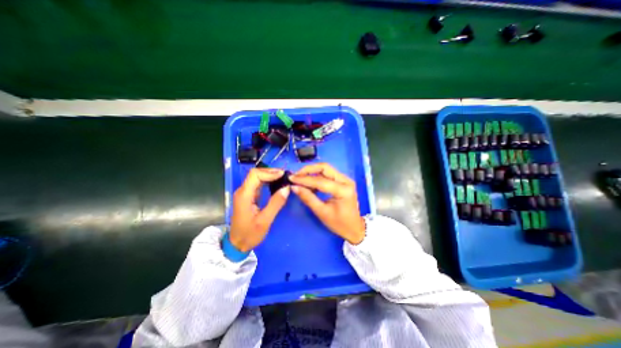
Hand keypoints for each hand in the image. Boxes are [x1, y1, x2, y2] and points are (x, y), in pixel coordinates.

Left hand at [230, 167, 290, 251]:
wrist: (237, 244)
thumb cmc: (250, 234)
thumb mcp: (265, 220)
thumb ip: (276, 203)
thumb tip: (287, 188)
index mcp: (244, 195)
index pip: (255, 175)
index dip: (269, 172)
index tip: (283, 175)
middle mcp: (243, 191)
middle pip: (255, 174)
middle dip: (271, 172)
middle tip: (285, 175)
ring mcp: (245, 193)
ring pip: (257, 178)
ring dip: (270, 176)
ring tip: (283, 178)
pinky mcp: (248, 197)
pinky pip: (258, 184)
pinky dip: (268, 181)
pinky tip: (276, 184)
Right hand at [290, 163, 363, 244]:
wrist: (354, 227)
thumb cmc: (339, 223)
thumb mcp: (322, 212)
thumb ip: (308, 198)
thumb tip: (294, 187)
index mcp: (343, 190)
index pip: (320, 180)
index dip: (304, 179)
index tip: (291, 178)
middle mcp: (346, 180)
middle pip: (324, 168)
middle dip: (308, 170)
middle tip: (296, 176)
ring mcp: (345, 179)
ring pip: (325, 169)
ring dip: (312, 172)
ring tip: (300, 179)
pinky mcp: (342, 181)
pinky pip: (327, 174)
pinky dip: (317, 177)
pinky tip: (309, 184)